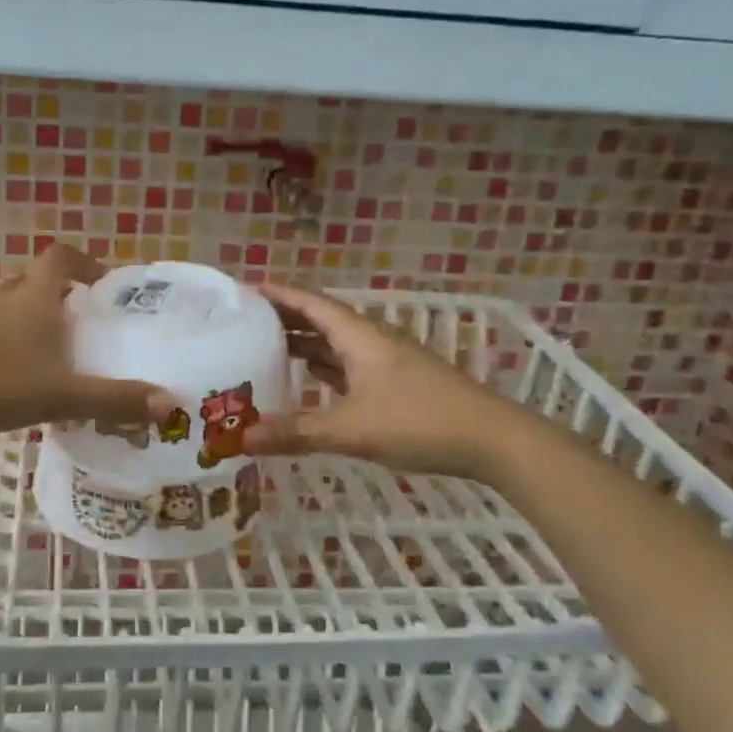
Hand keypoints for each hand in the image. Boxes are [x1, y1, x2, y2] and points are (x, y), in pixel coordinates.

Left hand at [0, 245, 173, 437]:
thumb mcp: (59, 395)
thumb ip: (113, 400)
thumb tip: (171, 403)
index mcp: (34, 296)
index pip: (62, 256)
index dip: (85, 263)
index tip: (103, 284)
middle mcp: (3, 295)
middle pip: (36, 279)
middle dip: (62, 296)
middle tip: (84, 325)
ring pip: (10, 305)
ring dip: (32, 319)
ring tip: (52, 353)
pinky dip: (6, 341)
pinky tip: (10, 376)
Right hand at [242, 282, 518, 477]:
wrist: (492, 440)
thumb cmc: (418, 421)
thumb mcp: (351, 429)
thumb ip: (296, 433)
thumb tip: (241, 440)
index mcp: (359, 336)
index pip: (311, 304)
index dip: (278, 295)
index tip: (244, 291)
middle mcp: (371, 340)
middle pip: (321, 320)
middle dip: (284, 320)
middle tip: (244, 325)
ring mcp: (387, 362)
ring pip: (336, 345)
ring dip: (304, 345)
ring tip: (265, 350)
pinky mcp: (397, 383)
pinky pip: (349, 366)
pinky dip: (324, 369)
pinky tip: (308, 380)